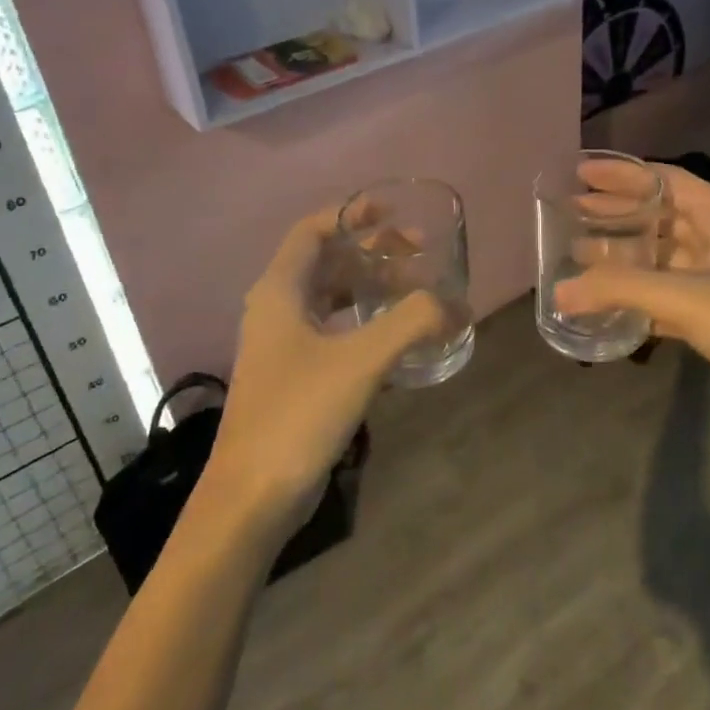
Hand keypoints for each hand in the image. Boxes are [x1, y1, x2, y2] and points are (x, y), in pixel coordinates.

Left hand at [206, 206, 445, 539]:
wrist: (251, 497)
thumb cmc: (298, 414)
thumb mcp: (362, 360)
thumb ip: (413, 322)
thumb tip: (458, 304)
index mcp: (279, 291)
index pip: (312, 230)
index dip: (351, 214)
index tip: (392, 212)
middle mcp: (275, 309)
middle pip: (324, 261)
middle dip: (370, 251)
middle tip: (418, 255)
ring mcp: (281, 345)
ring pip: (328, 297)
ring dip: (368, 286)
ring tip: (412, 290)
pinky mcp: (292, 376)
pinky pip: (331, 330)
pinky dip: (362, 321)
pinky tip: (394, 337)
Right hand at [554, 164, 709, 455]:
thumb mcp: (689, 299)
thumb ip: (621, 289)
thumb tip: (558, 291)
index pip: (667, 181)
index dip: (623, 175)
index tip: (579, 173)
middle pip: (660, 217)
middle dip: (617, 214)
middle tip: (570, 213)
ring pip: (660, 258)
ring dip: (621, 257)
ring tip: (576, 254)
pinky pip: (664, 296)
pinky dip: (634, 296)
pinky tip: (603, 303)